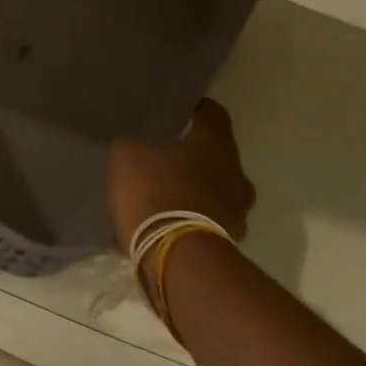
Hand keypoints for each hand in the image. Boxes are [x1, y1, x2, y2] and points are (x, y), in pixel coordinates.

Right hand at [109, 99, 255, 250]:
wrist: (177, 256)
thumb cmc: (156, 192)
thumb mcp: (127, 156)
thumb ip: (135, 145)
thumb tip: (137, 146)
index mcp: (217, 144)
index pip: (213, 114)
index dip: (195, 109)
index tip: (178, 110)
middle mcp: (237, 174)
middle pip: (217, 156)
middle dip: (194, 156)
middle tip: (165, 157)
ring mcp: (237, 211)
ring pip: (214, 191)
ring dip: (194, 191)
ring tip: (162, 195)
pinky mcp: (228, 242)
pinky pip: (206, 221)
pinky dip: (189, 220)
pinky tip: (163, 224)